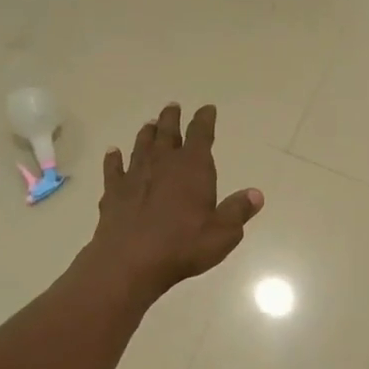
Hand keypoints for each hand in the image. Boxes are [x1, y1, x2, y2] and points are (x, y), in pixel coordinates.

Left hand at [87, 103, 263, 299]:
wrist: (130, 261)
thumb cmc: (183, 246)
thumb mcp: (223, 233)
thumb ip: (238, 211)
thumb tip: (256, 194)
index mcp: (193, 167)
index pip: (201, 134)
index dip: (205, 120)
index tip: (207, 109)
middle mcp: (163, 163)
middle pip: (167, 132)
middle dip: (171, 118)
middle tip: (172, 107)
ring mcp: (135, 175)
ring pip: (141, 146)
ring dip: (147, 134)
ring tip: (149, 124)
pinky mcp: (113, 192)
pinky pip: (113, 169)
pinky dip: (113, 159)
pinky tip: (112, 152)